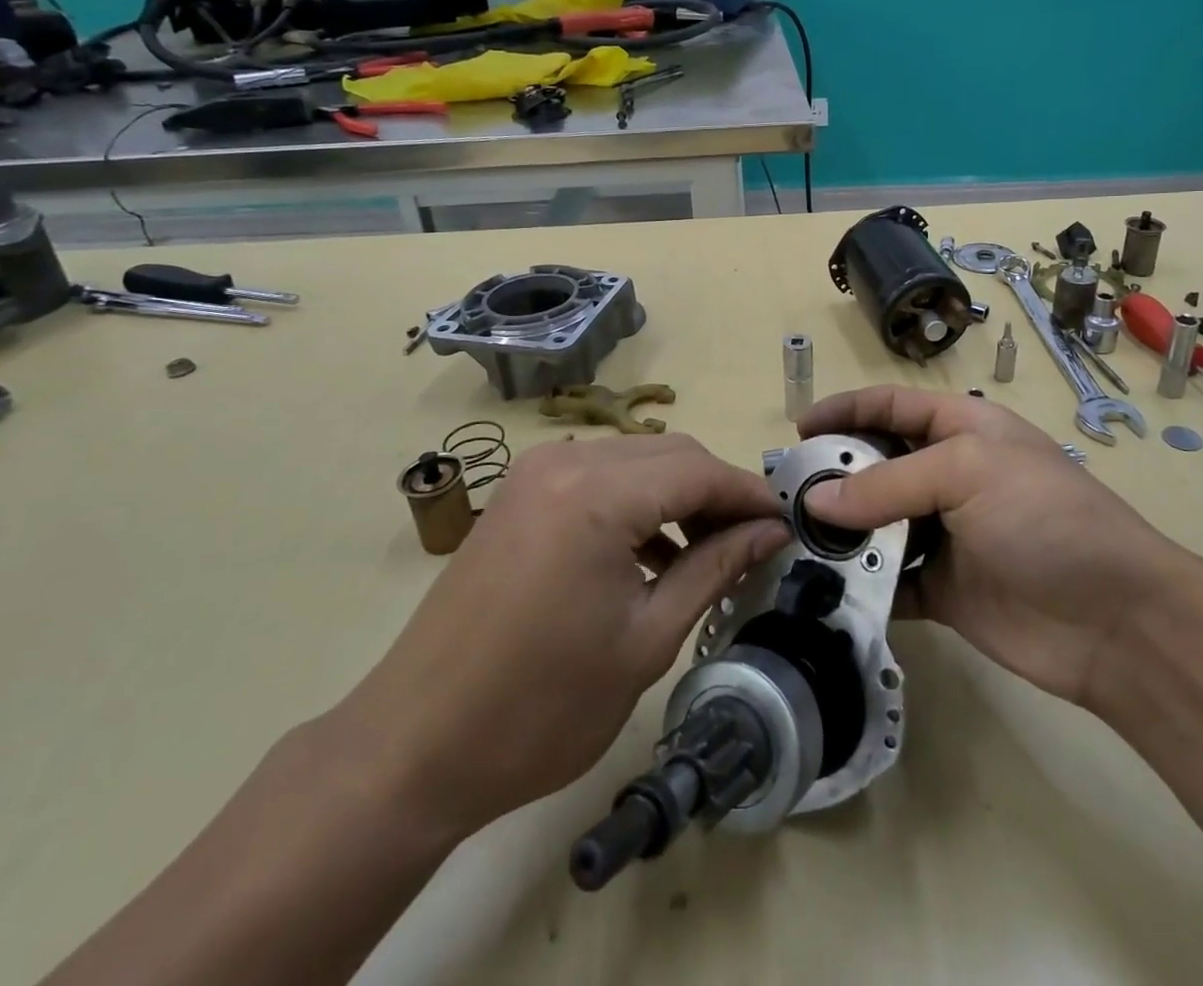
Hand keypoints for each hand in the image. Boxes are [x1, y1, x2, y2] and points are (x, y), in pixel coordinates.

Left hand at [333, 433, 790, 842]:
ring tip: (709, 549)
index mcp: (597, 494)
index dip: (750, 496)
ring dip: (679, 494)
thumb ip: (715, 568)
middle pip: (671, 454)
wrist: (414, 747)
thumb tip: (772, 532)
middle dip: (717, 491)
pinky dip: (637, 501)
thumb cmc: (540, 707)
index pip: (700, 471)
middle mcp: (565, 461)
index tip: (788, 524)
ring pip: (637, 459)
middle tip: (753, 541)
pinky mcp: (521, 492)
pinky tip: (653, 552)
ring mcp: (536, 472)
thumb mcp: (646, 639)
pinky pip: (600, 476)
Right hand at [798, 387, 1186, 710]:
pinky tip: (826, 588)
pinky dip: (860, 583)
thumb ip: (885, 484)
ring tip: (793, 541)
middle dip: (833, 475)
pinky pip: (889, 579)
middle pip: (877, 464)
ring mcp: (945, 534)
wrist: (1116, 621)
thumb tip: (813, 503)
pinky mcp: (942, 589)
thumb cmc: (1043, 518)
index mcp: (962, 429)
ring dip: (841, 532)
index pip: (891, 406)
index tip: (798, 430)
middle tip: (785, 495)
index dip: (845, 411)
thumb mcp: (966, 473)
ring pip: (877, 523)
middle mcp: (950, 475)